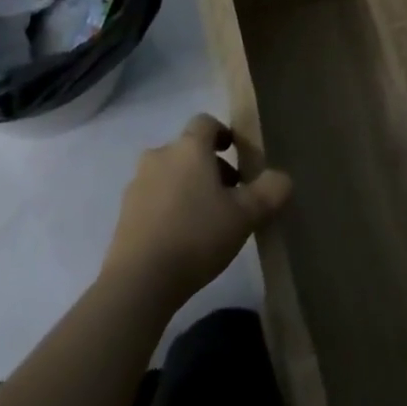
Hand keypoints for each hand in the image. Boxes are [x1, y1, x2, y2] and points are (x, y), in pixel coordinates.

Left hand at [103, 115, 291, 307]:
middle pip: (188, 150)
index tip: (238, 154)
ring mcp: (136, 185)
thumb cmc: (197, 235)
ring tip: (207, 220)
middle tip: (230, 195)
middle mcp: (159, 157)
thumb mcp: (246, 215)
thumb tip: (282, 178)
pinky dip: (169, 208)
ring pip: (170, 174)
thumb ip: (270, 191)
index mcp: (188, 148)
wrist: (139, 282)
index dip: (223, 134)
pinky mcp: (124, 214)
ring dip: (188, 187)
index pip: (206, 122)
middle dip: (210, 166)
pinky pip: (153, 199)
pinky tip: (183, 238)